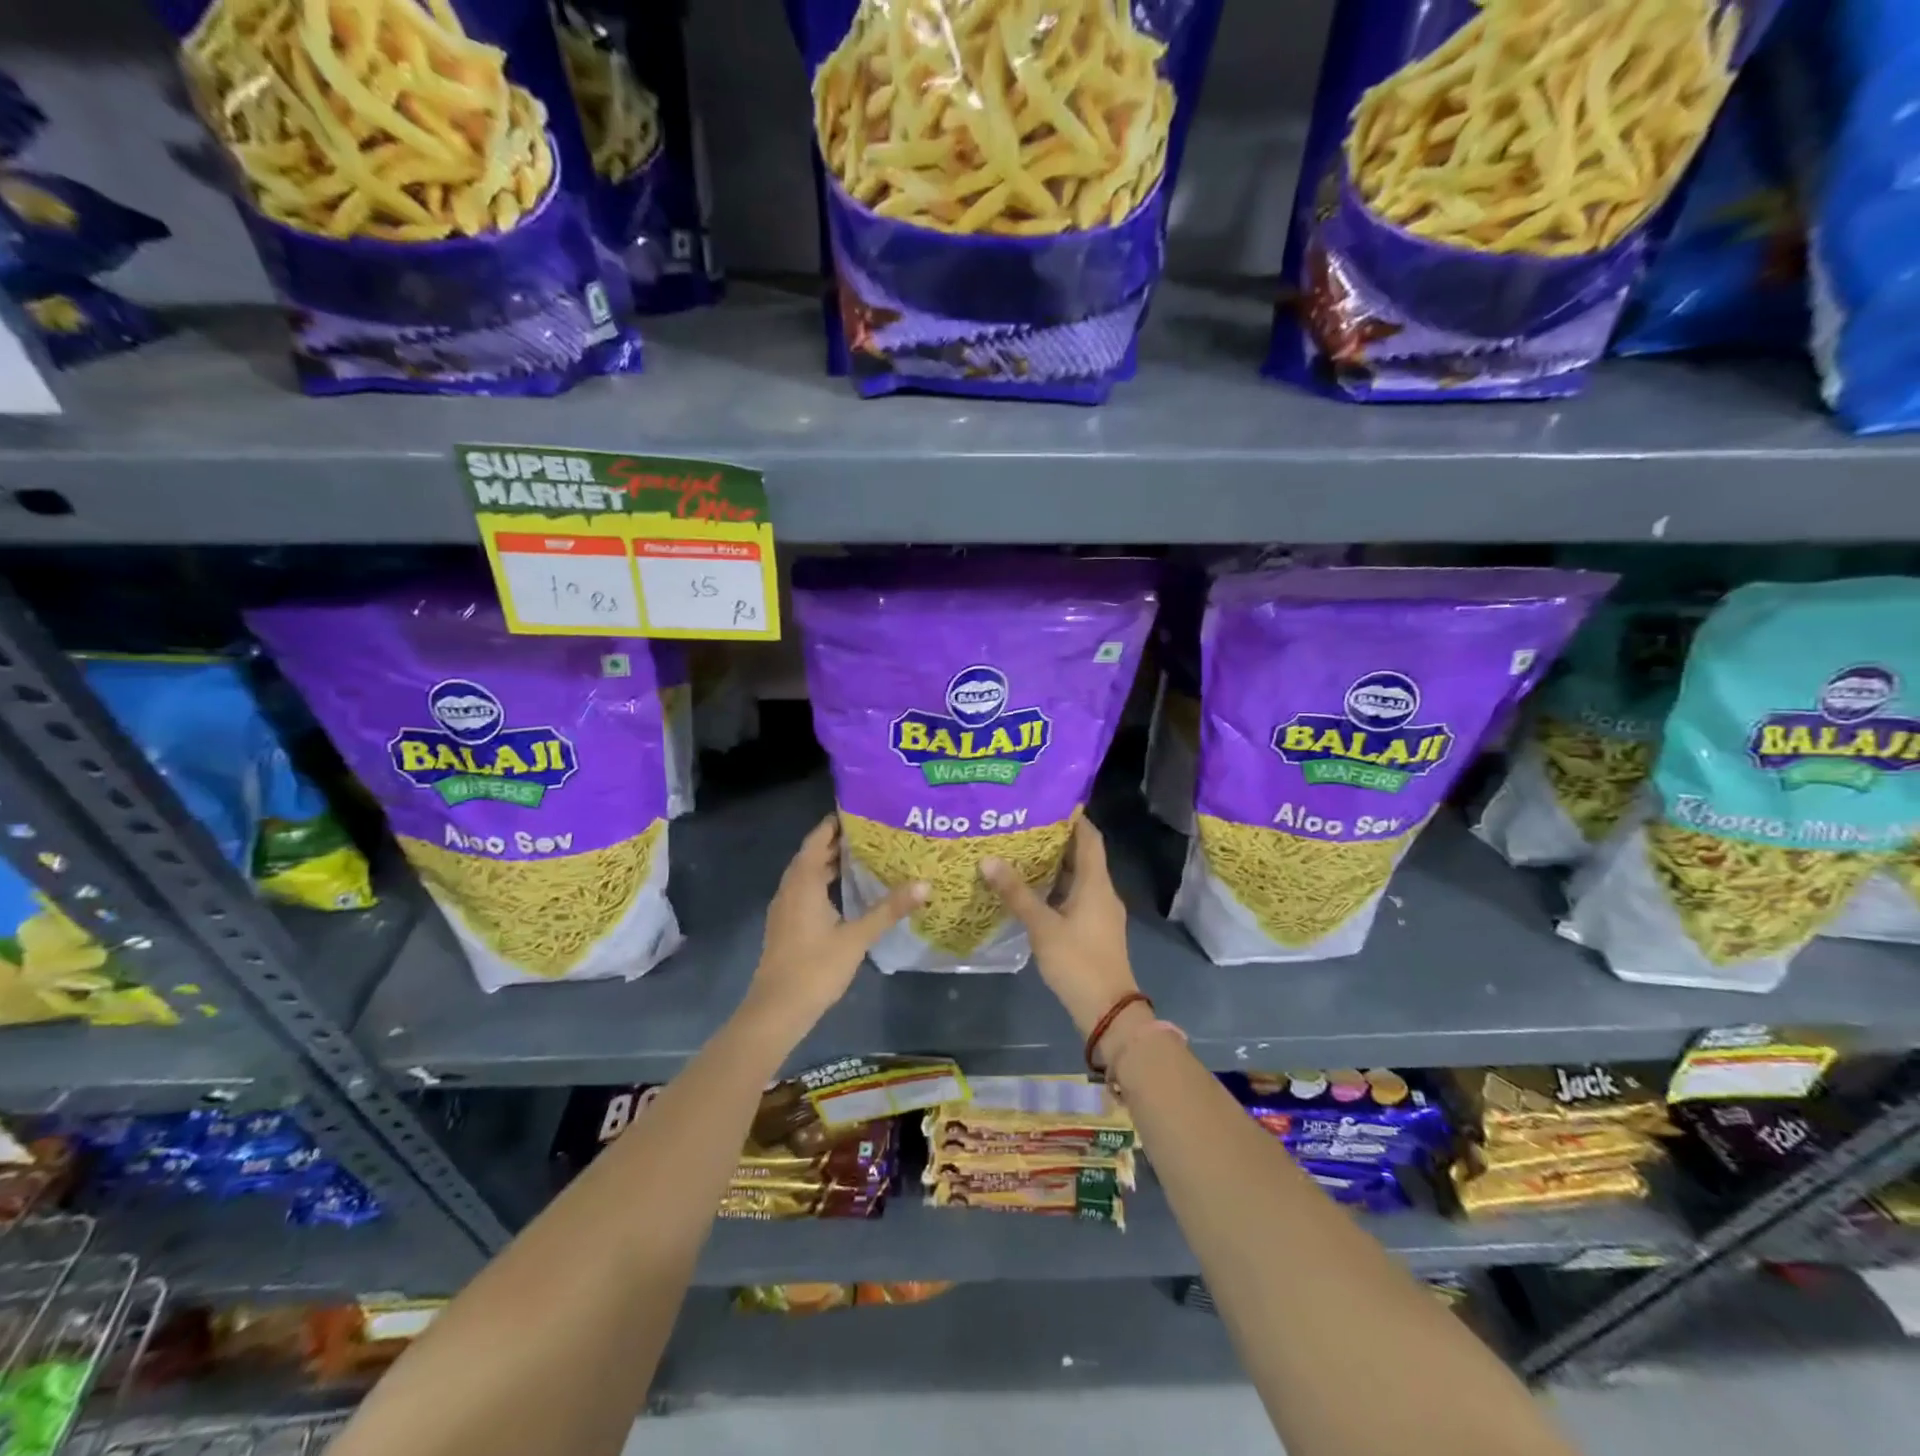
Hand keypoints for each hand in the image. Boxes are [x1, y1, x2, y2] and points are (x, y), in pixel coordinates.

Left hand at [743, 814, 926, 1041]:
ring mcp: (786, 907)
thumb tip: (924, 884)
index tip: (864, 809)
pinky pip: (807, 890)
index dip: (837, 821)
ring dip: (833, 862)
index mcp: (803, 882)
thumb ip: (888, 909)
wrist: (776, 1010)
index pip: (819, 838)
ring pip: (810, 873)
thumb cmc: (815, 968)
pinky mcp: (787, 923)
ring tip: (868, 855)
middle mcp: (790, 888)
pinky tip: (849, 891)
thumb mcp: (857, 937)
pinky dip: (826, 881)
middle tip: (876, 831)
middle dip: (841, 840)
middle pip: (814, 853)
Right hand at [980, 816, 1137, 1039]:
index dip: (1073, 817)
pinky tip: (1030, 890)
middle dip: (1055, 839)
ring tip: (1020, 851)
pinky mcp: (1094, 929)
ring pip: (1077, 878)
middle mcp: (1102, 892)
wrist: (1107, 1011)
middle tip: (1022, 824)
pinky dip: (1055, 887)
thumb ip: (1016, 894)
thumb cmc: (1078, 962)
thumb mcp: (1042, 927)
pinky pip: (1074, 896)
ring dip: (1053, 865)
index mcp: (1096, 883)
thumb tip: (988, 860)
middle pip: (1082, 855)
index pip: (1090, 837)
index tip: (1047, 801)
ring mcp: (1100, 912)